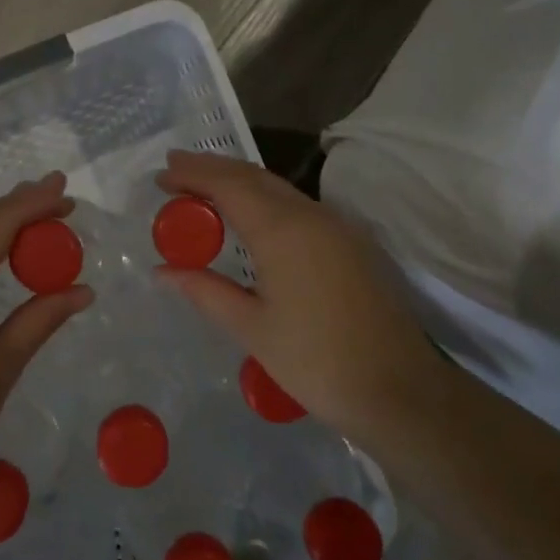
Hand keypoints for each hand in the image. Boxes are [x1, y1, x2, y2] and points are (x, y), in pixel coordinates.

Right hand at [155, 151, 437, 440]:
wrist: (399, 390)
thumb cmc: (316, 362)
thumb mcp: (252, 329)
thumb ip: (206, 291)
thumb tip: (163, 271)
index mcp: (283, 231)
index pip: (229, 185)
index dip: (193, 174)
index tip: (161, 173)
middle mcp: (311, 216)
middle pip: (254, 177)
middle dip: (212, 168)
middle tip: (175, 168)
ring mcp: (337, 226)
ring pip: (278, 188)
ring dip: (239, 181)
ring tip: (203, 187)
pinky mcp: (351, 242)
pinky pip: (297, 205)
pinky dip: (264, 198)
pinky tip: (250, 215)